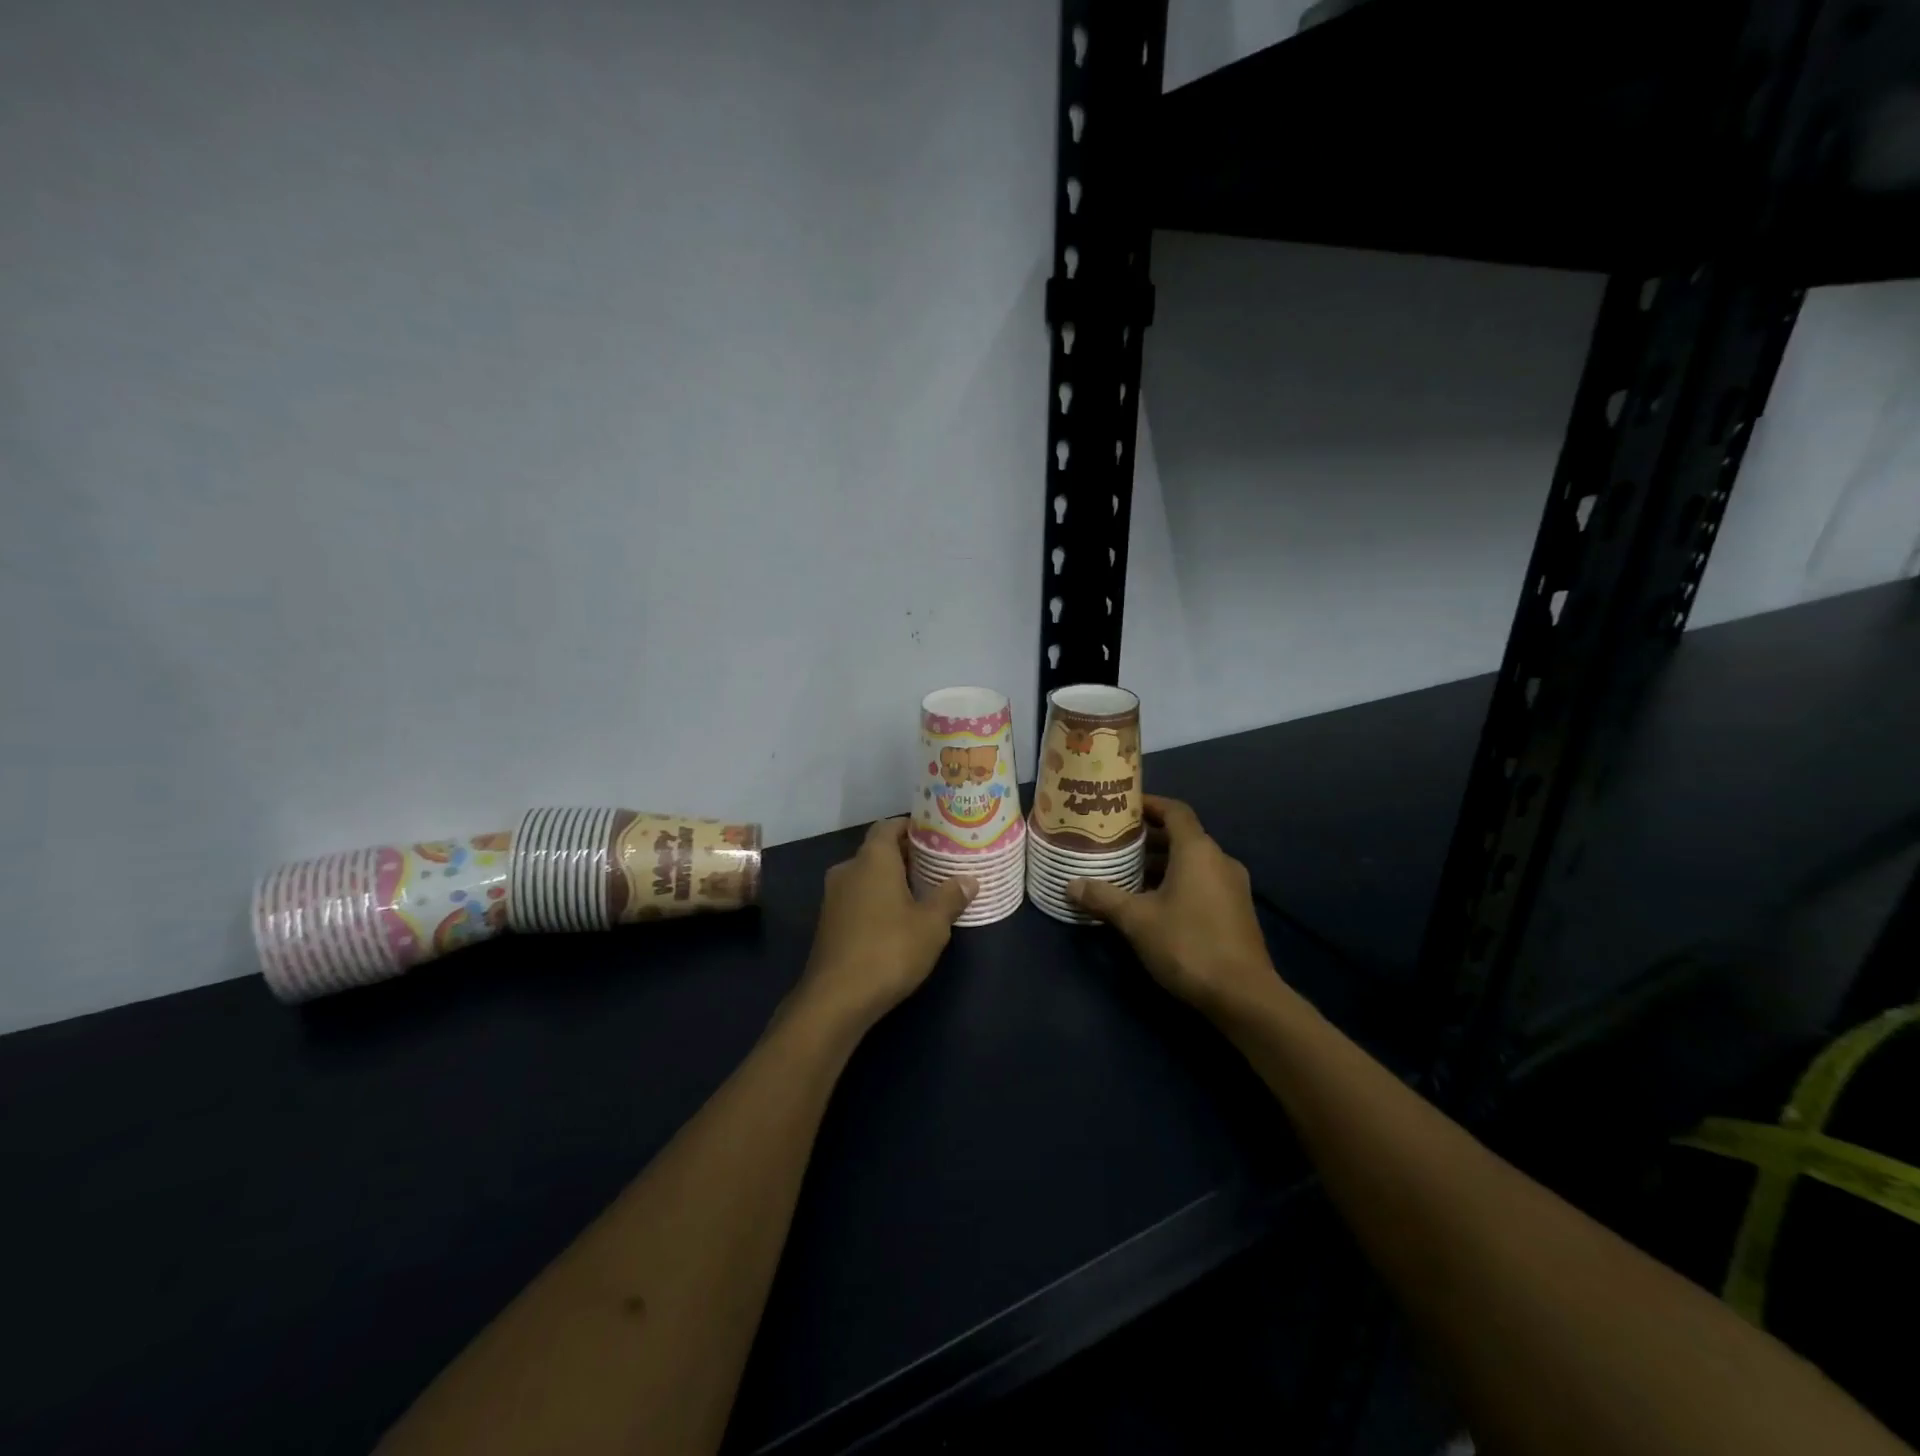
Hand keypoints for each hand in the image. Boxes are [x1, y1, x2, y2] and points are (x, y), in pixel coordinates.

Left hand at [794, 819, 975, 1031]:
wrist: (835, 999)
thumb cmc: (889, 951)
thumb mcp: (931, 925)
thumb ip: (950, 897)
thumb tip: (968, 880)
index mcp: (872, 859)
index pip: (889, 826)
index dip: (912, 827)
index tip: (936, 836)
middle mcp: (848, 869)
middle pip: (878, 850)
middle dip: (906, 855)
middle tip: (937, 865)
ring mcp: (833, 897)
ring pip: (866, 876)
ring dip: (891, 880)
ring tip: (922, 892)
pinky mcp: (828, 922)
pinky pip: (857, 897)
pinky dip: (876, 899)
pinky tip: (897, 918)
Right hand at [1067, 796, 1279, 1016]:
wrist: (1243, 996)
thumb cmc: (1188, 944)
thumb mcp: (1137, 920)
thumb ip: (1103, 898)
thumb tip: (1071, 885)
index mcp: (1198, 851)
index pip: (1174, 811)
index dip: (1149, 804)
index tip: (1122, 808)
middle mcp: (1219, 860)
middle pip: (1182, 836)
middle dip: (1148, 838)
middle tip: (1114, 843)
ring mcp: (1233, 886)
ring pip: (1192, 862)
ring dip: (1161, 863)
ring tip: (1126, 874)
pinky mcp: (1236, 911)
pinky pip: (1202, 882)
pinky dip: (1177, 882)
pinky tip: (1152, 903)